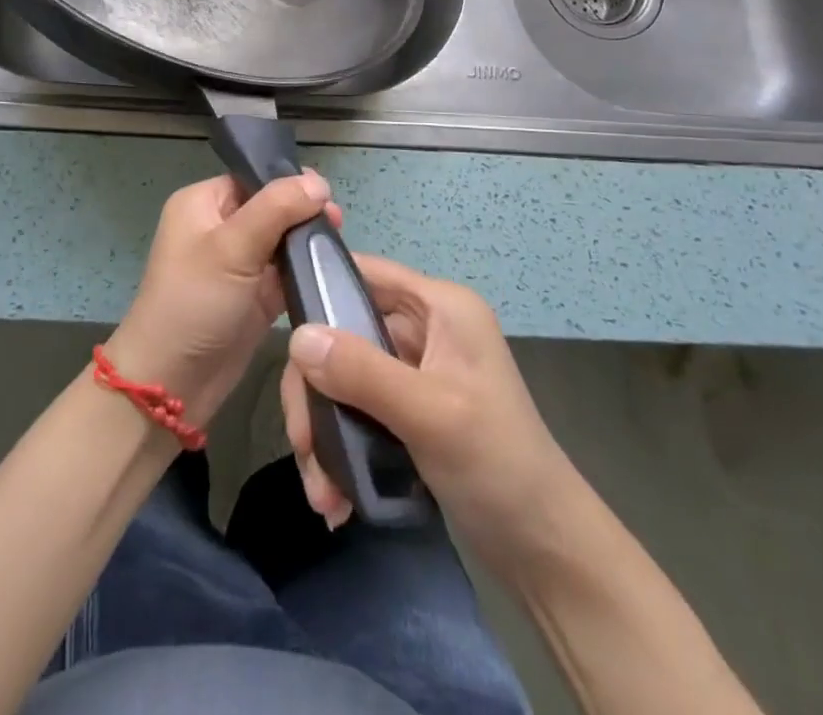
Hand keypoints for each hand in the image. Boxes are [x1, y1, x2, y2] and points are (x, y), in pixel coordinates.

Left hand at [107, 171, 339, 427]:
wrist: (171, 384)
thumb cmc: (194, 302)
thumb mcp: (233, 247)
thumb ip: (277, 208)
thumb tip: (319, 182)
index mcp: (202, 204)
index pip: (252, 179)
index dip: (288, 183)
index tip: (327, 195)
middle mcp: (218, 227)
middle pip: (271, 208)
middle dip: (303, 214)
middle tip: (337, 223)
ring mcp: (237, 264)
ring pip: (281, 241)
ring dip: (307, 243)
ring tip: (339, 246)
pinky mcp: (253, 297)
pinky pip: (284, 273)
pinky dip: (305, 271)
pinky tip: (333, 269)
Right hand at [281, 254, 569, 567]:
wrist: (546, 551)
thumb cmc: (498, 465)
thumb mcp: (430, 413)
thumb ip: (362, 371)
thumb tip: (295, 337)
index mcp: (439, 306)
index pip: (364, 272)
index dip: (318, 286)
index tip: (276, 324)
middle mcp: (423, 327)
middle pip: (342, 332)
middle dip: (315, 390)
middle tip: (303, 446)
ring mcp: (413, 369)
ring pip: (341, 375)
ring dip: (323, 430)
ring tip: (321, 491)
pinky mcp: (405, 408)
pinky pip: (354, 409)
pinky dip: (339, 446)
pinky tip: (334, 495)